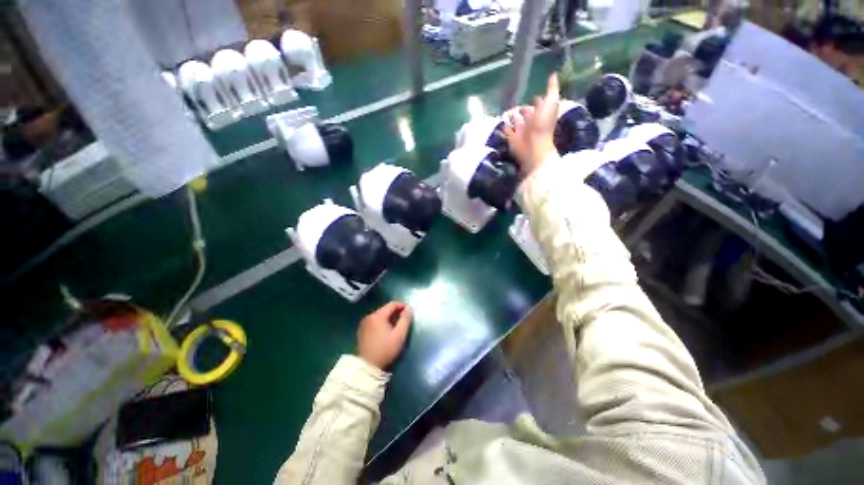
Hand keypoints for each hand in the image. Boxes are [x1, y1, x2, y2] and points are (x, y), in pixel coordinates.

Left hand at [357, 302, 411, 369]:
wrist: (367, 367)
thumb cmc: (385, 350)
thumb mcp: (399, 335)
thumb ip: (405, 319)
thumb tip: (408, 308)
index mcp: (378, 316)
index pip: (392, 304)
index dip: (402, 306)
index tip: (409, 312)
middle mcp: (369, 316)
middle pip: (385, 309)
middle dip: (396, 312)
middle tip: (404, 320)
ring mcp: (364, 323)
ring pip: (380, 315)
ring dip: (389, 317)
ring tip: (396, 326)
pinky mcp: (361, 330)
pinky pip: (374, 321)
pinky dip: (382, 322)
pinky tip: (386, 331)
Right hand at [502, 73, 560, 175]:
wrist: (533, 146)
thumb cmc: (543, 124)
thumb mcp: (550, 103)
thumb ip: (552, 89)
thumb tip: (554, 74)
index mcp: (540, 112)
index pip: (537, 103)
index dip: (536, 100)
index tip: (532, 95)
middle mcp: (530, 121)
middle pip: (525, 113)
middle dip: (522, 109)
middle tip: (516, 105)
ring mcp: (520, 130)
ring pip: (515, 121)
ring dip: (511, 117)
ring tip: (505, 112)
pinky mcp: (511, 138)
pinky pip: (507, 131)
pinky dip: (504, 127)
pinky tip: (500, 123)